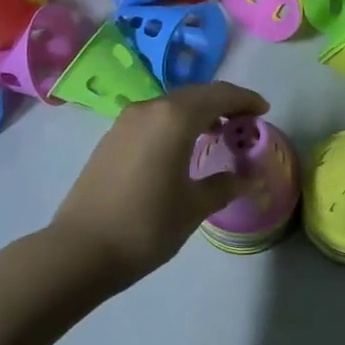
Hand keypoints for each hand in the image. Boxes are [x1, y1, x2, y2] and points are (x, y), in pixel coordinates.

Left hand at [51, 80, 270, 289]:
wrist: (80, 250)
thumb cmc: (146, 226)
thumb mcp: (193, 207)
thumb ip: (224, 186)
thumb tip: (247, 178)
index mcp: (175, 118)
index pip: (219, 95)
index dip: (245, 99)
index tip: (264, 110)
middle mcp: (151, 108)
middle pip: (196, 94)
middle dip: (223, 103)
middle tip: (245, 122)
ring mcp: (127, 120)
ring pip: (173, 104)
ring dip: (198, 112)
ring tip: (218, 133)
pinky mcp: (112, 136)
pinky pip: (154, 117)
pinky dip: (176, 122)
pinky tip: (182, 146)